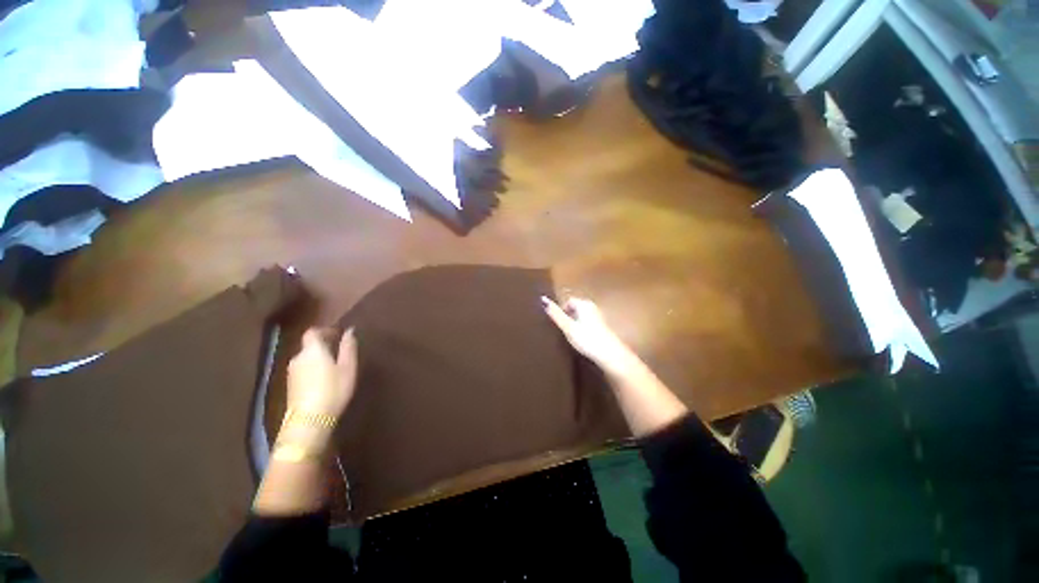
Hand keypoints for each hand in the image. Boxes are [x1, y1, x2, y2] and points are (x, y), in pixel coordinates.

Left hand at [286, 328, 357, 420]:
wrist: (309, 420)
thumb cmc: (333, 389)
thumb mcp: (348, 367)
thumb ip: (348, 347)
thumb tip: (349, 331)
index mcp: (312, 350)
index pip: (312, 332)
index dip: (324, 330)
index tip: (337, 333)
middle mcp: (298, 357)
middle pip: (308, 345)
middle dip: (322, 345)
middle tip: (339, 350)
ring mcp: (291, 373)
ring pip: (305, 359)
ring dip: (317, 358)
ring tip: (333, 366)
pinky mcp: (290, 386)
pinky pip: (302, 370)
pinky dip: (312, 369)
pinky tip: (323, 379)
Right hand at [542, 296, 638, 375]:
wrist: (610, 355)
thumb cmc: (587, 339)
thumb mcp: (568, 327)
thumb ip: (555, 314)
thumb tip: (542, 299)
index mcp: (584, 304)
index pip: (568, 301)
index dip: (561, 310)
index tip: (558, 324)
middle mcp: (592, 307)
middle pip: (575, 308)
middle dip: (568, 317)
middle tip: (564, 331)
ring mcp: (599, 317)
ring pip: (582, 316)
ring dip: (575, 324)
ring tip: (572, 337)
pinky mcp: (603, 327)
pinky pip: (588, 323)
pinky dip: (583, 329)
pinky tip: (582, 340)